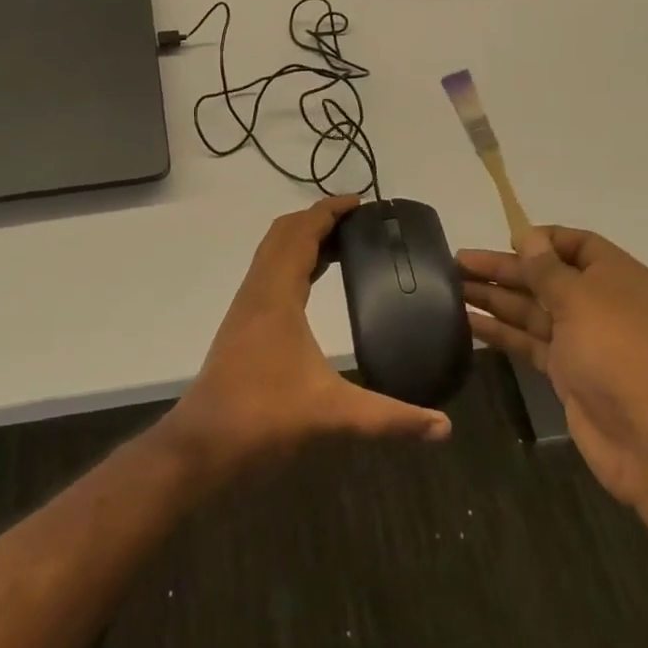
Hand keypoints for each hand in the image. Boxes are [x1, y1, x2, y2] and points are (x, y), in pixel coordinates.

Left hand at [164, 195, 451, 478]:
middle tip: (358, 223)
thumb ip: (390, 418)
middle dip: (318, 219)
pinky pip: (269, 273)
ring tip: (343, 245)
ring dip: (303, 239)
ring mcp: (246, 306)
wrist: (203, 444)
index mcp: (277, 294)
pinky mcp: (242, 324)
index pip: (302, 232)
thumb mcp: (333, 414)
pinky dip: (292, 262)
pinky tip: (313, 284)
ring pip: (272, 252)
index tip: (361, 203)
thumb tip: (444, 428)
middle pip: (284, 233)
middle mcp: (258, 290)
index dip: (329, 211)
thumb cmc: (264, 417)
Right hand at [460, 227, 647, 505]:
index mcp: (616, 276)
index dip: (542, 239)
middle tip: (456, 263)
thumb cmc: (618, 352)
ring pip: (532, 309)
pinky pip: (529, 341)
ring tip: (451, 288)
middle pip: (546, 276)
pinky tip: (468, 323)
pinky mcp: (567, 371)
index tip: (505, 240)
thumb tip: (528, 236)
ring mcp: (582, 339)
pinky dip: (501, 332)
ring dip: (495, 298)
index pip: (577, 243)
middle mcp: (600, 303)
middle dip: (504, 268)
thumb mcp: (580, 299)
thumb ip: (547, 269)